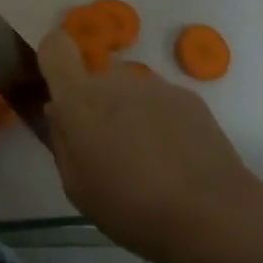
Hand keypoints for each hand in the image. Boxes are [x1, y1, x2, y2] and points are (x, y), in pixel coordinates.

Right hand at [38, 29, 262, 262]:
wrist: (210, 213)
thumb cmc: (129, 207)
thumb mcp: (76, 184)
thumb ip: (62, 139)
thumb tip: (59, 111)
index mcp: (80, 100)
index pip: (55, 48)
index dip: (52, 59)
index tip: (57, 88)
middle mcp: (116, 80)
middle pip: (95, 77)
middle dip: (95, 104)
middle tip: (107, 148)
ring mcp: (156, 85)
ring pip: (129, 90)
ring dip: (128, 113)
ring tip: (146, 159)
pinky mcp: (189, 96)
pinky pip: (160, 101)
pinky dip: (159, 121)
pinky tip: (173, 159)